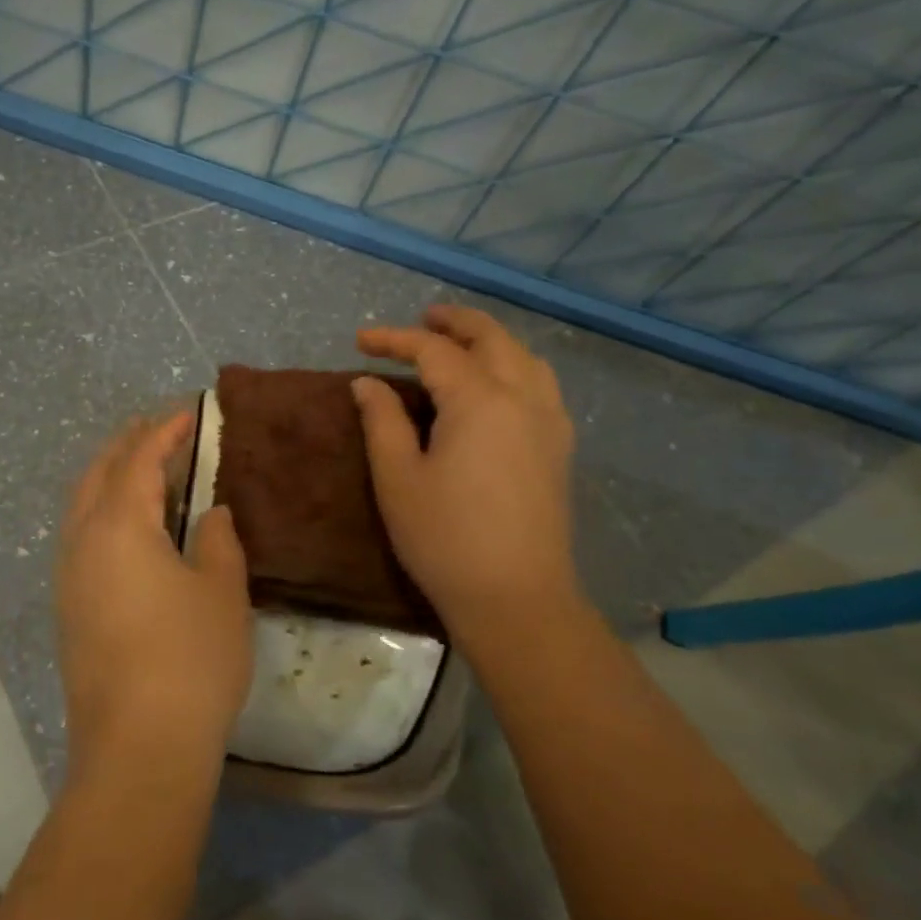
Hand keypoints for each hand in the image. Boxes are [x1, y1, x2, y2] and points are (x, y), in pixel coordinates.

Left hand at [55, 412, 252, 776]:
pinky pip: (80, 534)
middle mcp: (82, 540)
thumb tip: (210, 514)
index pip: (138, 459)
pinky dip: (102, 510)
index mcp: (119, 525)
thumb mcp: (221, 592)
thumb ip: (218, 541)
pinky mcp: (68, 607)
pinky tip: (127, 526)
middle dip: (127, 444)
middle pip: (100, 473)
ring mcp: (69, 575)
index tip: (187, 413)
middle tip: (157, 428)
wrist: (137, 749)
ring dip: (110, 476)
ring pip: (82, 504)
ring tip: (141, 467)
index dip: (163, 431)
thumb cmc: (190, 660)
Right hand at [352, 304, 579, 634]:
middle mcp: (523, 398)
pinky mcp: (559, 448)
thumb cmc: (445, 538)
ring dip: (490, 340)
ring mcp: (549, 422)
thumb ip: (382, 420)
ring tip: (460, 342)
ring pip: (525, 357)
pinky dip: (515, 365)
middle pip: (492, 338)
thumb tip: (369, 383)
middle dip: (454, 322)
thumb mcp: (398, 477)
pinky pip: (541, 384)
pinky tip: (497, 384)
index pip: (433, 351)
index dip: (395, 339)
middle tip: (421, 319)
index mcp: (480, 400)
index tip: (361, 341)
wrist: (516, 600)